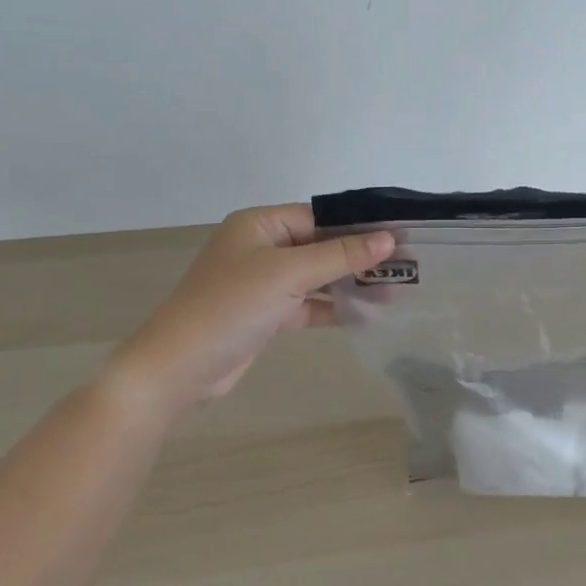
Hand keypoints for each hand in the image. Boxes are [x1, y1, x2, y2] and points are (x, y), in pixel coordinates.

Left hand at [105, 204, 392, 414]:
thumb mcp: (288, 274)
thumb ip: (340, 255)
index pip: (320, 217)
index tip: (401, 236)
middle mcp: (262, 248)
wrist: (179, 368)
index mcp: (260, 225)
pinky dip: (334, 307)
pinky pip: (309, 303)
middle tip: (407, 264)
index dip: (360, 226)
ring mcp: (264, 283)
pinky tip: (368, 313)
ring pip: (318, 276)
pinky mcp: (267, 314)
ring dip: (352, 283)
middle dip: (361, 256)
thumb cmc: (231, 306)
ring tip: (397, 289)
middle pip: (322, 245)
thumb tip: (389, 238)